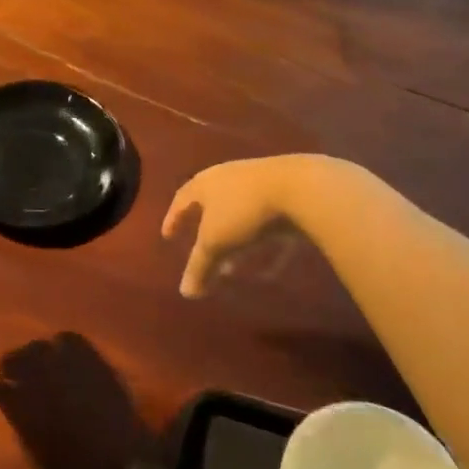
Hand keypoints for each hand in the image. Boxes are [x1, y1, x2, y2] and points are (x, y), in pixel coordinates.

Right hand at [161, 155, 331, 297]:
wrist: (301, 187)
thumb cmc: (244, 210)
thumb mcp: (216, 242)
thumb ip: (199, 266)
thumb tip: (185, 293)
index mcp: (204, 182)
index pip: (181, 199)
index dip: (173, 219)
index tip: (167, 236)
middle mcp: (227, 176)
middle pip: (210, 202)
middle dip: (204, 228)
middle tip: (201, 249)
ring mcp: (258, 180)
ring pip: (238, 209)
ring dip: (232, 234)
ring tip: (233, 259)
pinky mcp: (285, 190)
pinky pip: (265, 217)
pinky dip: (261, 236)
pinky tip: (269, 257)